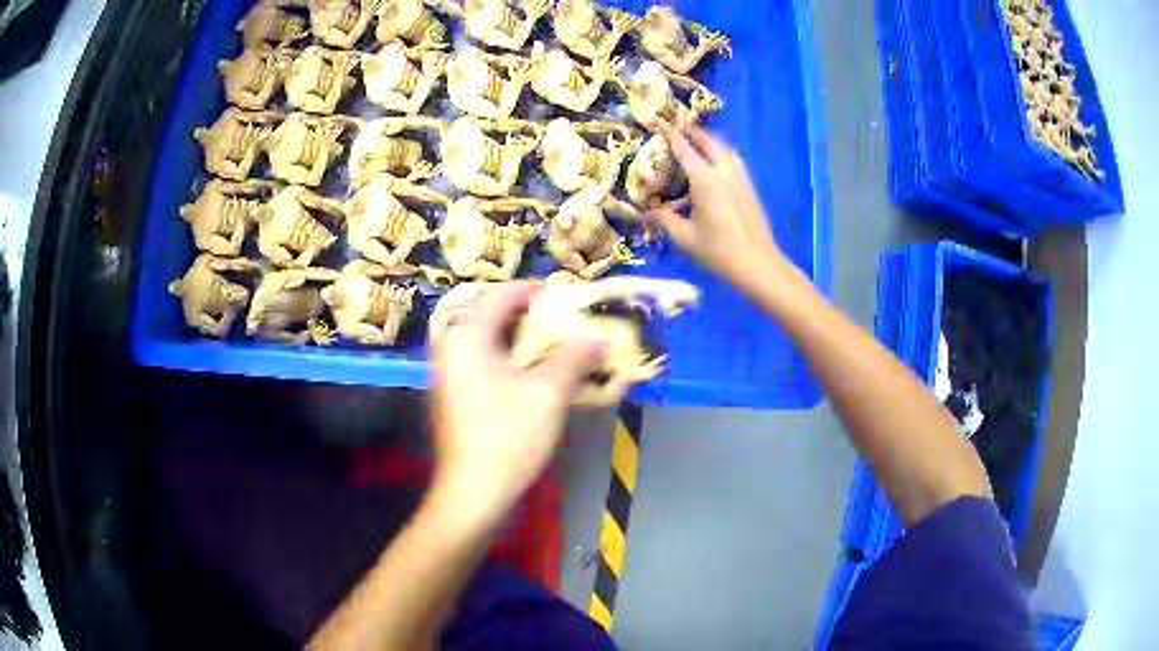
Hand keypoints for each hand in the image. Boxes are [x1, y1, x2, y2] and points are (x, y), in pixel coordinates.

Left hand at [429, 284, 604, 524]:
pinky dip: (506, 361)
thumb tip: (598, 337)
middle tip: (558, 320)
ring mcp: (446, 376)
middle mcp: (450, 349)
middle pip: (487, 316)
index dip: (533, 290)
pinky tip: (530, 377)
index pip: (500, 295)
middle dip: (525, 315)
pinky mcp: (451, 399)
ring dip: (516, 339)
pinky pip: (480, 364)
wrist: (473, 492)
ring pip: (483, 342)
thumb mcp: (549, 392)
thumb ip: (574, 356)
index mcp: (466, 336)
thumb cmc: (508, 435)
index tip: (563, 296)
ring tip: (549, 345)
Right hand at [648, 123, 786, 296]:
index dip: (670, 134)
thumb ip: (664, 218)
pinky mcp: (749, 185)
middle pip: (707, 141)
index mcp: (705, 179)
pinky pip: (732, 158)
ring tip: (695, 141)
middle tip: (676, 127)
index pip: (684, 148)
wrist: (757, 263)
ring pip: (723, 147)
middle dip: (691, 131)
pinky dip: (720, 151)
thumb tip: (648, 209)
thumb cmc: (718, 251)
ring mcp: (740, 176)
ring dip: (708, 140)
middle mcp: (724, 170)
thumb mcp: (685, 237)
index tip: (659, 122)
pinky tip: (714, 161)